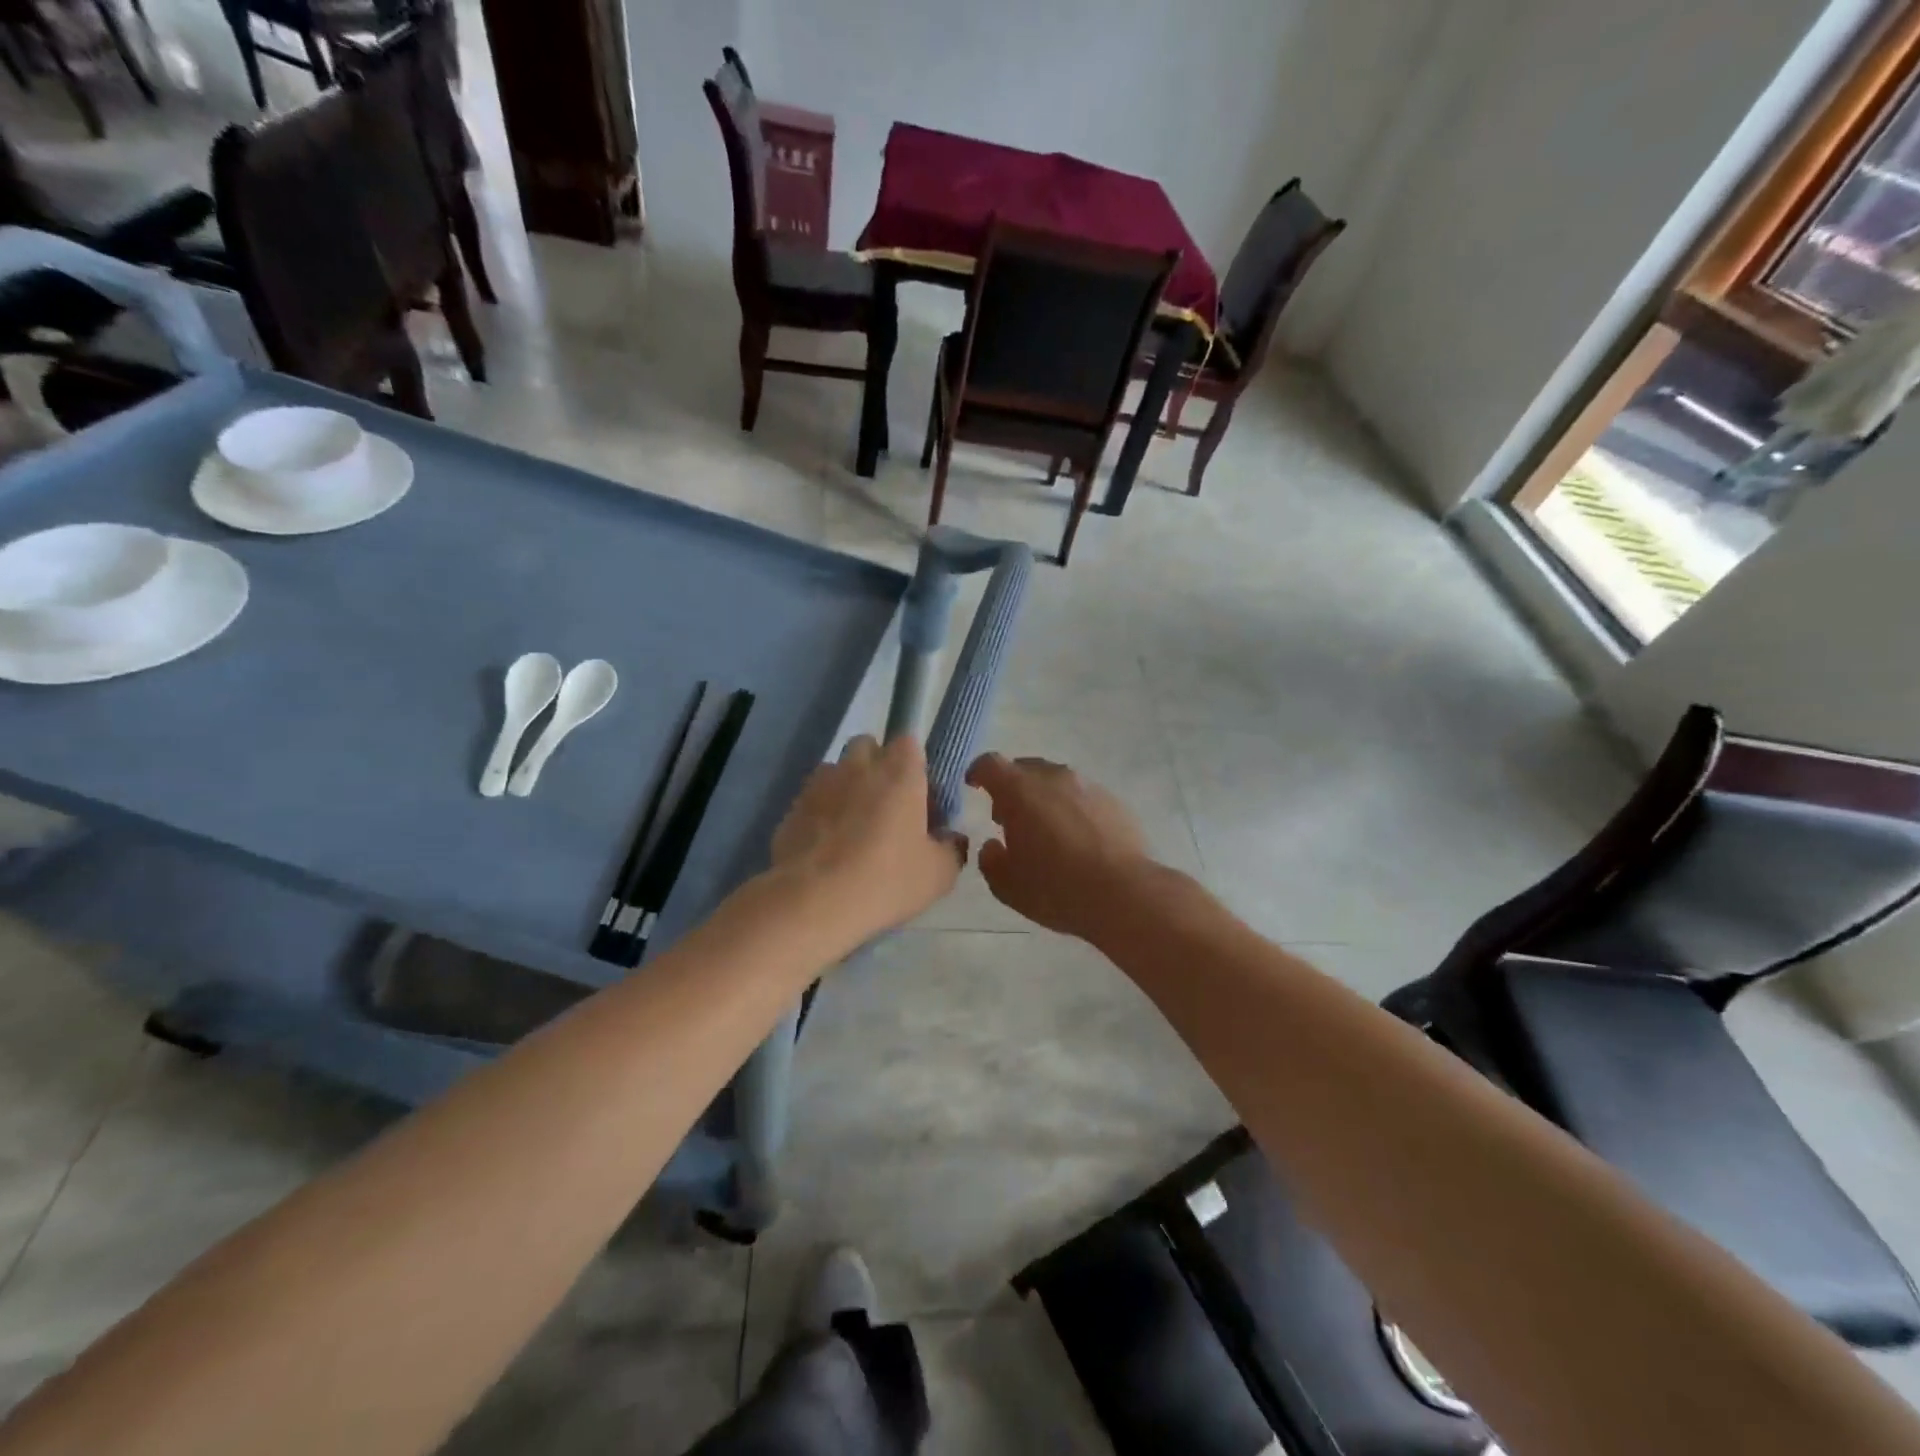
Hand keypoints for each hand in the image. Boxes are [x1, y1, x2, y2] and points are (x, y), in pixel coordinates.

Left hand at [770, 735, 964, 939]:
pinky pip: (813, 800)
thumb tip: (950, 839)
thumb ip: (951, 849)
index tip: (920, 797)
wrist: (811, 903)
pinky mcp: (791, 808)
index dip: (915, 766)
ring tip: (852, 830)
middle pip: (868, 748)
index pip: (908, 742)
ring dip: (847, 789)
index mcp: (899, 772)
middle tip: (887, 809)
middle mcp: (857, 766)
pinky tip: (826, 850)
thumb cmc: (885, 880)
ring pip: (837, 772)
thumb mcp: (938, 875)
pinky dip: (821, 814)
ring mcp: (819, 784)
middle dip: (877, 768)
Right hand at [966, 753, 1152, 939]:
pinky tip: (1077, 839)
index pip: (990, 764)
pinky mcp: (1114, 801)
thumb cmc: (1055, 888)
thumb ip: (991, 860)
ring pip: (1057, 781)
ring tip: (1045, 830)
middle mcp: (1054, 777)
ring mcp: (1088, 786)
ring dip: (1044, 797)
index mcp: (1019, 790)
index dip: (978, 772)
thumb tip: (992, 846)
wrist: (1123, 893)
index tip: (973, 786)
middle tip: (1009, 817)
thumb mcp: (1007, 885)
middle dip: (1012, 787)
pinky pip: (1083, 797)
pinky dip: (1072, 809)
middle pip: (1025, 768)